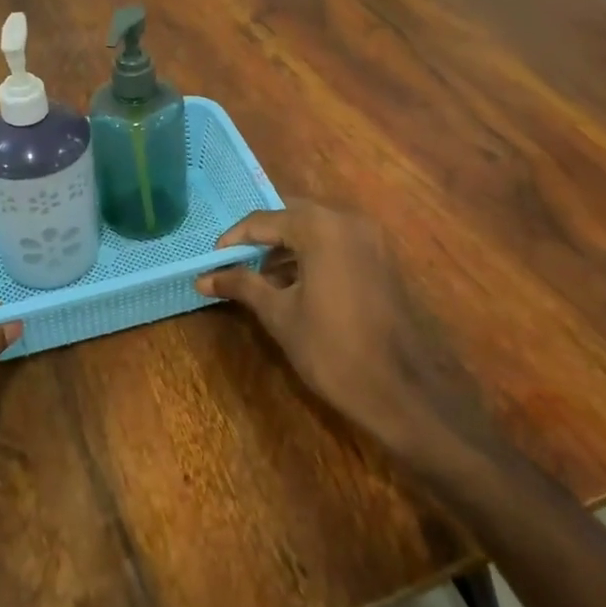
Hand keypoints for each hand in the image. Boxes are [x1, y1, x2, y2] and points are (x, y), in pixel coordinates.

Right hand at [196, 201, 501, 477]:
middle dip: (260, 238)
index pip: (263, 220)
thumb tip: (203, 277)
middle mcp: (348, 220)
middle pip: (291, 215)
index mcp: (320, 228)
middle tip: (233, 263)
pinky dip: (311, 254)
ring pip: (315, 228)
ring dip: (285, 246)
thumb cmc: (332, 350)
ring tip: (258, 278)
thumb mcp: (279, 315)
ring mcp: (370, 238)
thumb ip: (242, 285)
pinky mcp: (381, 258)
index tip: (211, 261)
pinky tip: (293, 284)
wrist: (402, 390)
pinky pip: (336, 242)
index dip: (233, 239)